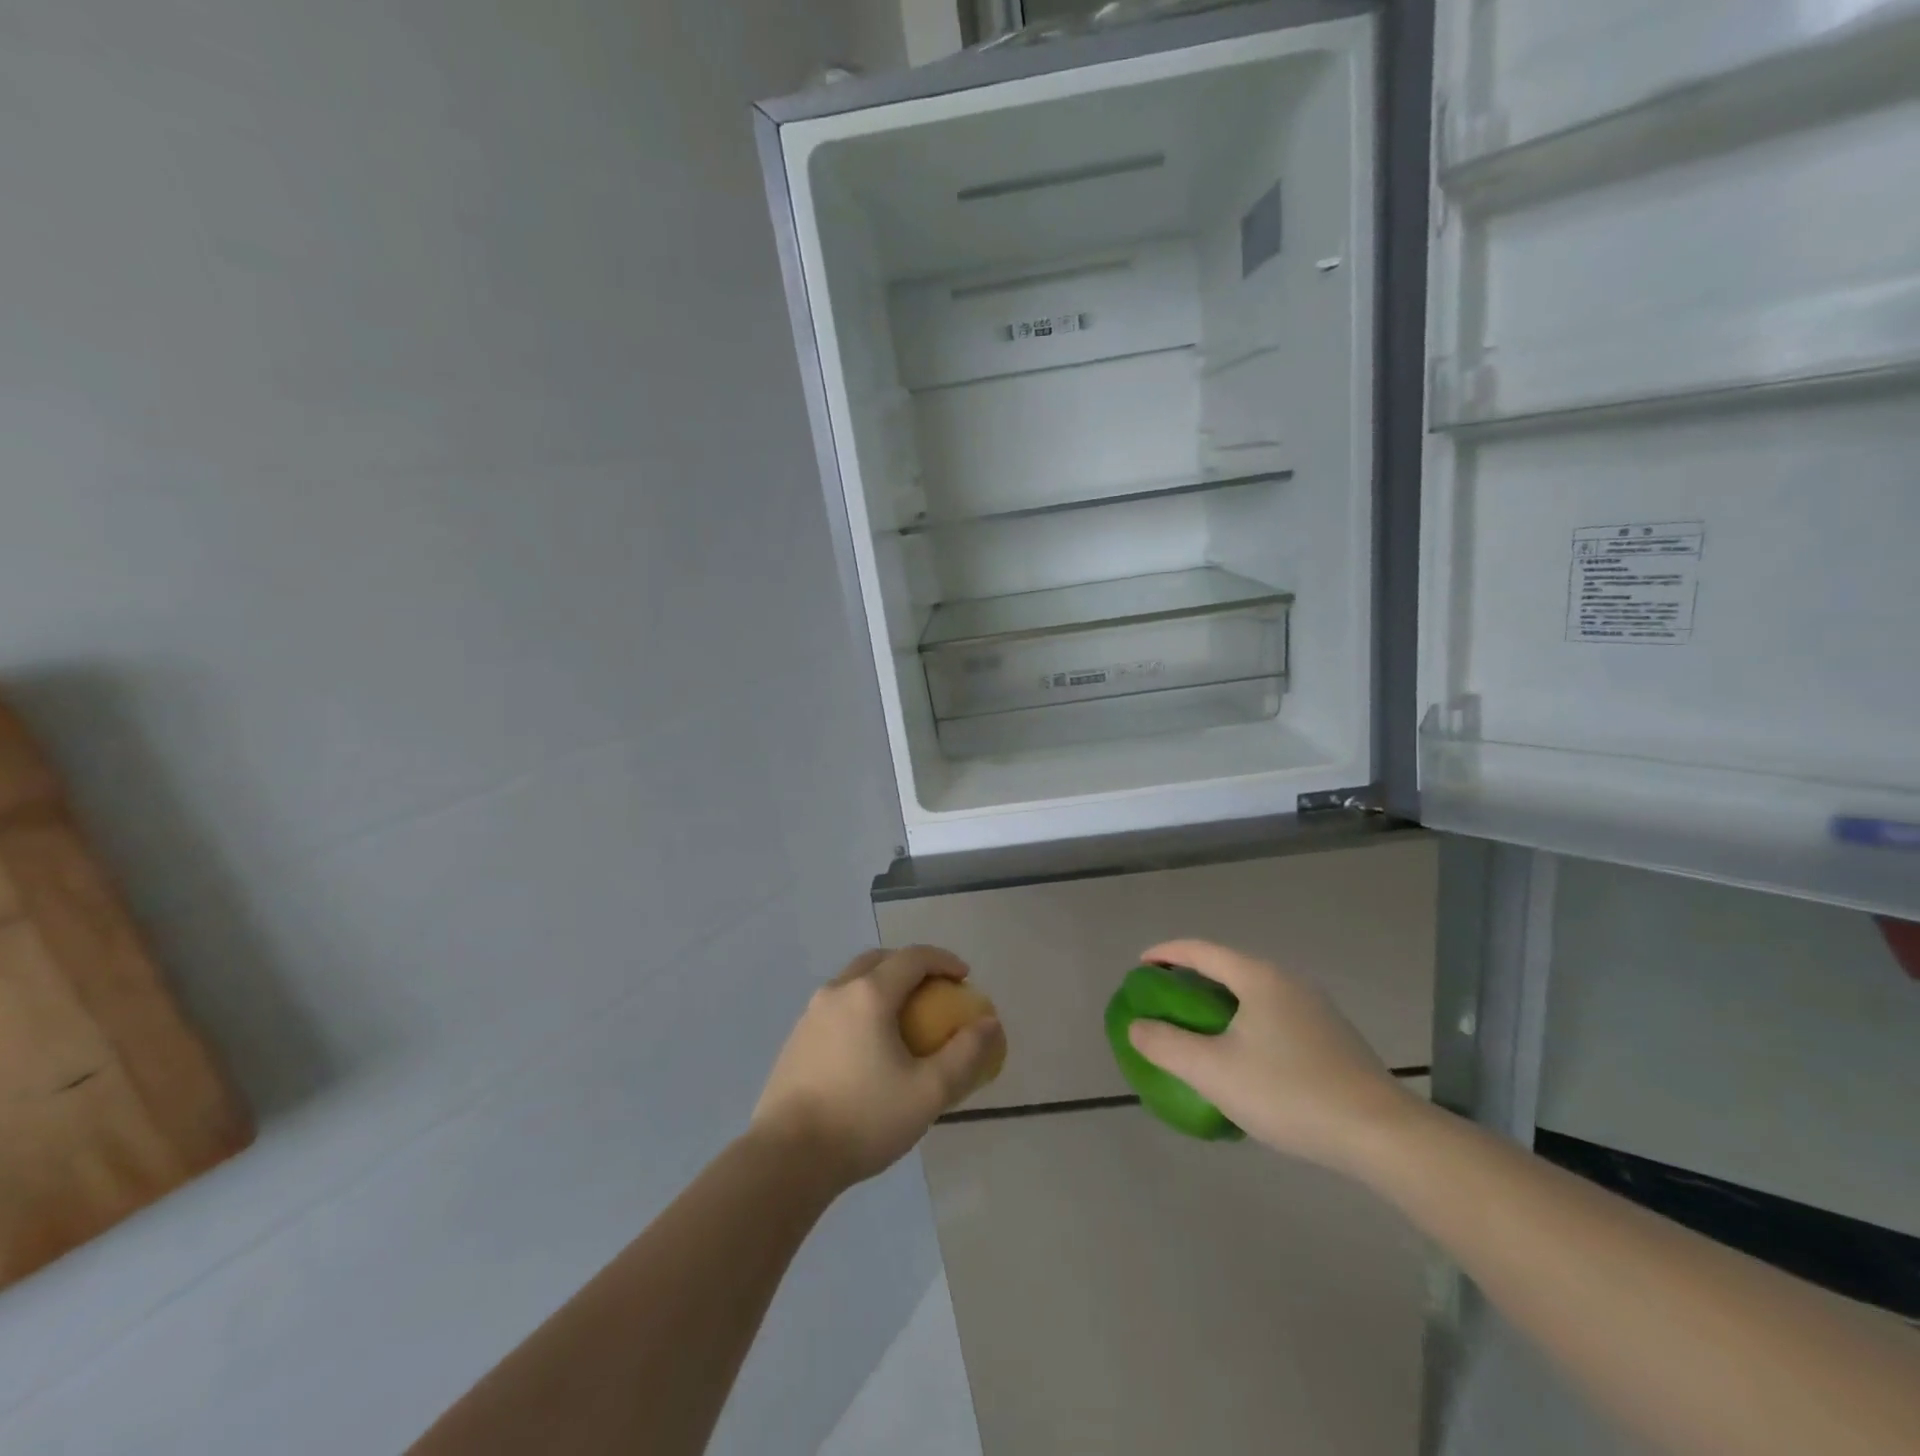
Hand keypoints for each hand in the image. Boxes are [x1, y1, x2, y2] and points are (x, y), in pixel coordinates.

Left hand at [751, 946, 1004, 1189]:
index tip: (964, 977)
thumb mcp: (928, 1092)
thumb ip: (964, 1054)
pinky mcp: (796, 1039)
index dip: (943, 960)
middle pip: (880, 960)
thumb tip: (989, 1023)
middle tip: (934, 991)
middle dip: (911, 966)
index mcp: (870, 994)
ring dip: (883, 985)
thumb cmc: (863, 1119)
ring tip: (902, 1018)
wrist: (786, 1158)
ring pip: (853, 981)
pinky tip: (868, 1045)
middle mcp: (837, 991)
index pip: (913, 957)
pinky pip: (837, 1005)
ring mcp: (811, 1014)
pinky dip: (861, 1006)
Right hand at [1126, 939, 1421, 1175]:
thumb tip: (1137, 1026)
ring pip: (1252, 994)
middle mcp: (1287, 981)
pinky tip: (1244, 1059)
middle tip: (1164, 1001)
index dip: (1165, 954)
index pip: (1200, 950)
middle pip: (1227, 968)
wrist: (1380, 1134)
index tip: (1139, 968)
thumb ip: (1167, 1045)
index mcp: (1258, 977)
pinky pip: (1273, 1016)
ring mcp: (1315, 1008)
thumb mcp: (1213, 1071)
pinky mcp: (1332, 1037)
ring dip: (1219, 1004)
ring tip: (1198, 1030)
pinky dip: (1245, 1023)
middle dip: (1191, 980)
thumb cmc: (1288, 1092)